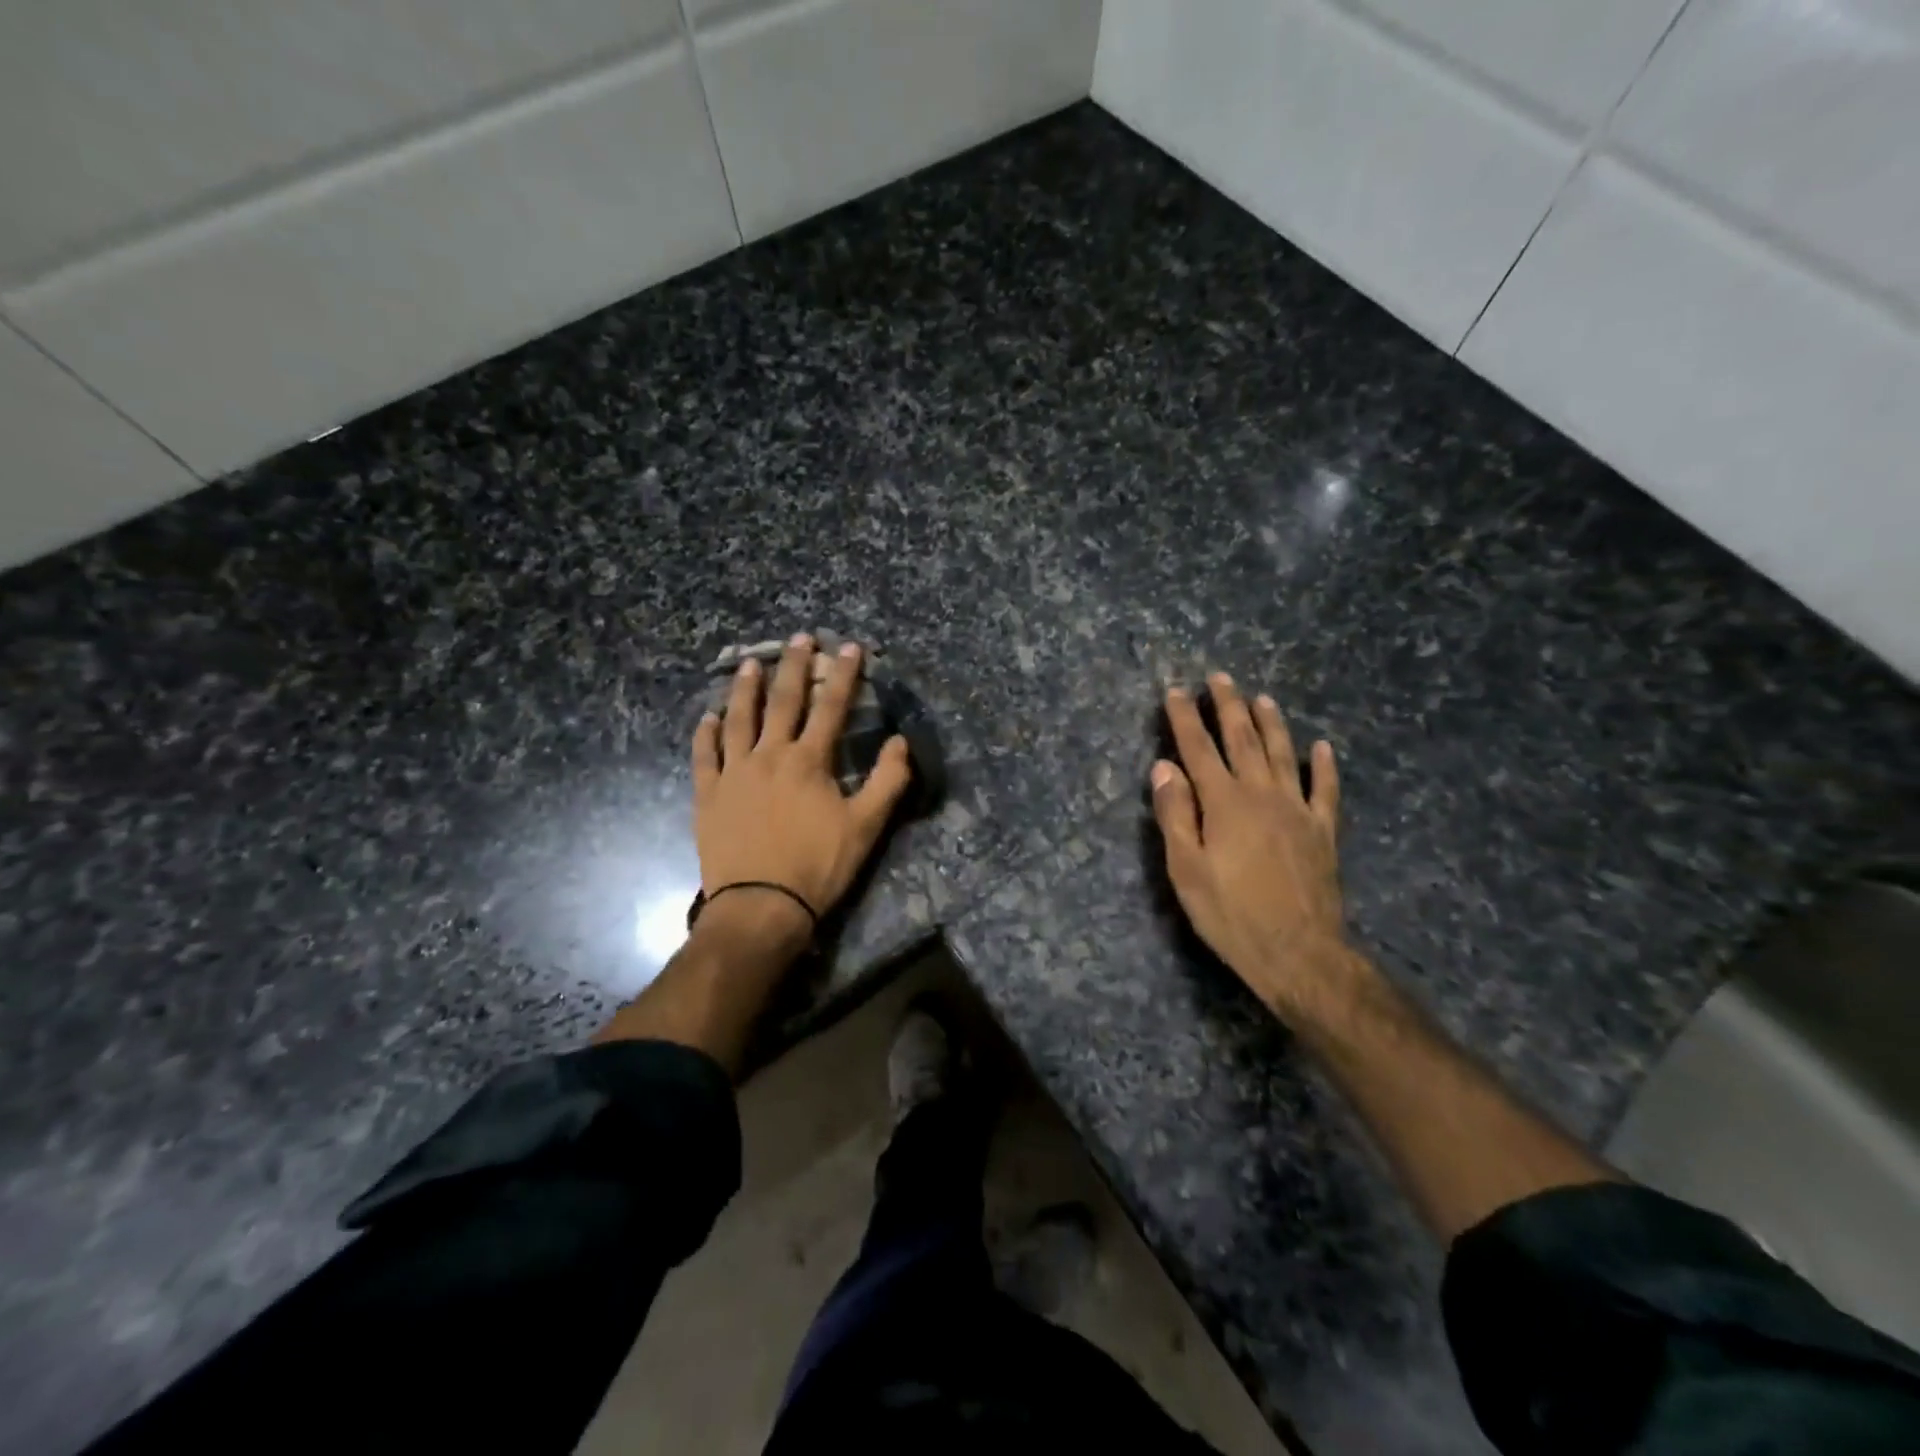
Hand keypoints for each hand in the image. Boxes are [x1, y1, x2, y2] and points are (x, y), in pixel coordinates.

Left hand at [692, 635, 912, 931]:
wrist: (760, 906)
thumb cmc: (818, 866)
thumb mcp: (866, 826)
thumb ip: (888, 781)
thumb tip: (900, 741)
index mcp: (809, 761)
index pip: (831, 707)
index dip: (844, 675)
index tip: (851, 647)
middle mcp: (769, 756)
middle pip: (783, 702)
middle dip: (794, 667)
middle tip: (799, 637)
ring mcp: (734, 774)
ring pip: (738, 720)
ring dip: (745, 689)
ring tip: (749, 664)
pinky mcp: (708, 795)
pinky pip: (704, 756)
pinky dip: (705, 734)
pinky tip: (707, 717)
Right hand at [1150, 675, 1358, 1020]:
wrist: (1298, 952)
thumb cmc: (1230, 913)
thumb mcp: (1186, 868)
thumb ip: (1175, 813)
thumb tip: (1164, 767)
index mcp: (1223, 803)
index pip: (1199, 749)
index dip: (1185, 718)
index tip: (1175, 691)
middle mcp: (1261, 794)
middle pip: (1243, 740)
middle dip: (1228, 706)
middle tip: (1220, 678)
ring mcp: (1297, 810)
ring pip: (1284, 754)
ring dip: (1272, 723)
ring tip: (1262, 698)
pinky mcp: (1323, 831)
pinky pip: (1326, 790)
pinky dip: (1325, 766)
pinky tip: (1324, 747)